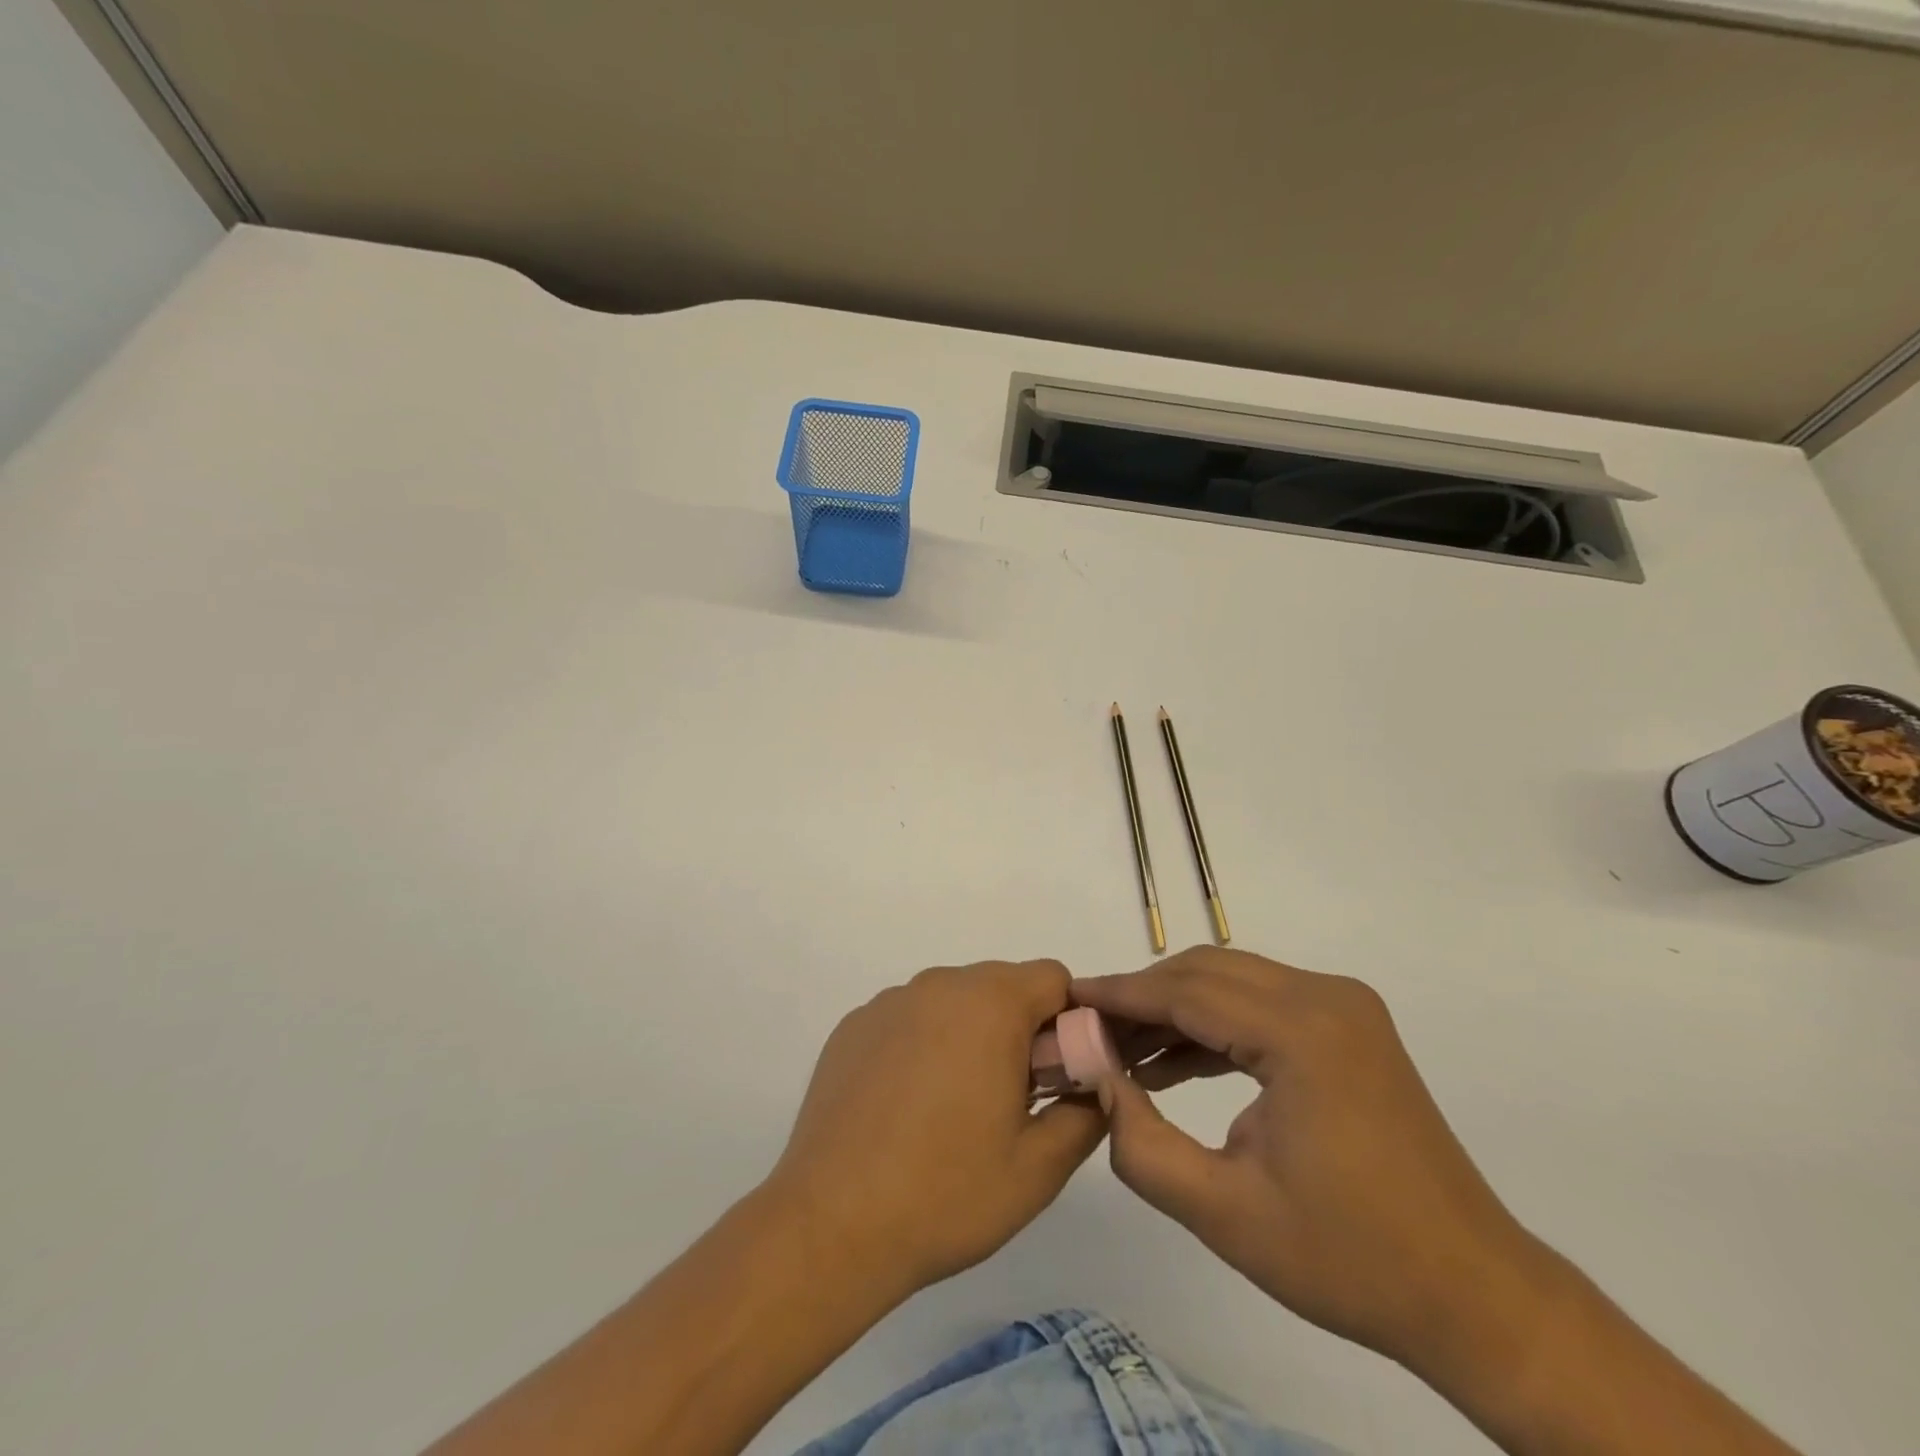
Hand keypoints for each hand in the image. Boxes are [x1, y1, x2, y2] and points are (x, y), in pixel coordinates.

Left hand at [767, 959, 1106, 1299]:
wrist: (831, 1225)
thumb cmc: (946, 1193)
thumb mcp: (1039, 1168)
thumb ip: (1085, 1114)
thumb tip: (1094, 1086)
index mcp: (990, 1004)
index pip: (1052, 979)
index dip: (1068, 1022)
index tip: (1057, 1076)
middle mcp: (938, 985)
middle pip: (1001, 985)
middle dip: (1019, 1029)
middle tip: (1011, 1099)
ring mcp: (889, 1003)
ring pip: (953, 1000)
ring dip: (970, 1035)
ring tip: (954, 1109)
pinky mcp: (852, 1026)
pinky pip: (908, 1018)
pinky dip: (923, 1044)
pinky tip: (905, 1108)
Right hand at [1074, 947, 1553, 1376]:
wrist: (1473, 1294)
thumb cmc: (1350, 1260)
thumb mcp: (1225, 1214)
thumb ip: (1141, 1144)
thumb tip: (1095, 1080)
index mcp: (1302, 1033)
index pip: (1185, 991)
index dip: (1119, 995)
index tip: (1065, 999)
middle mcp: (1325, 998)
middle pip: (1206, 972)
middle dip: (1141, 997)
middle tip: (1087, 1030)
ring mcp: (1343, 1007)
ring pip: (1231, 981)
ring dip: (1173, 1008)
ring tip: (1118, 1049)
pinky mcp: (1347, 1025)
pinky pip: (1259, 1004)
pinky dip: (1212, 1024)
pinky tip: (1170, 1061)